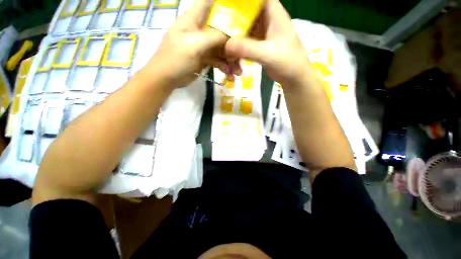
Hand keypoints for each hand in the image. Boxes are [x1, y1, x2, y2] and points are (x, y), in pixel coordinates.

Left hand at [145, 0, 237, 87]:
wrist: (167, 79)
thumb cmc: (175, 58)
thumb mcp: (194, 44)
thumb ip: (213, 36)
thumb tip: (231, 34)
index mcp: (193, 19)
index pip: (208, 3)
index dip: (223, 4)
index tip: (240, 12)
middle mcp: (199, 30)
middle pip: (221, 30)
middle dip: (233, 42)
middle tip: (243, 55)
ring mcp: (202, 46)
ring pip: (221, 49)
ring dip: (231, 60)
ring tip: (238, 71)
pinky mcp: (204, 59)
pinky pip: (218, 61)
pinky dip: (225, 67)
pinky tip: (230, 75)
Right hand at [224, 0, 310, 86]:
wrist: (293, 77)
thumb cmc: (287, 62)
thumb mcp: (267, 54)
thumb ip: (248, 49)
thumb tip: (226, 46)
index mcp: (273, 14)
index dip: (243, 0)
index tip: (227, 4)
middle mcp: (267, 21)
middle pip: (248, 12)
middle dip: (234, 17)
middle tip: (219, 23)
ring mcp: (263, 34)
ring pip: (246, 28)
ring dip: (235, 34)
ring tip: (222, 38)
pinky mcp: (260, 46)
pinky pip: (246, 42)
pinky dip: (239, 46)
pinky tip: (231, 51)